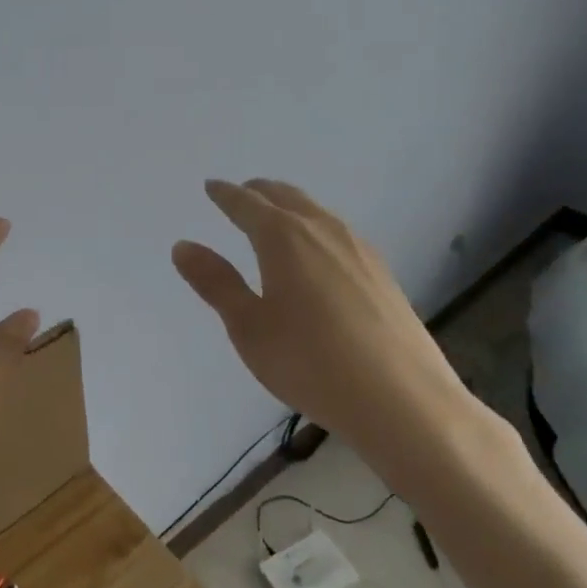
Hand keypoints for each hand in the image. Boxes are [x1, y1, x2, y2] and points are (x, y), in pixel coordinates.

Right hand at [172, 178, 486, 499]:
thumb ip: (216, 283)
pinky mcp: (382, 273)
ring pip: (316, 211)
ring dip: (290, 206)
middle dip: (259, 192)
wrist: (403, 401)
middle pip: (286, 196)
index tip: (211, 186)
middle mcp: (322, 230)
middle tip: (240, 194)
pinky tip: (318, 252)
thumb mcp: (249, 327)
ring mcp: (358, 249)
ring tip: (275, 217)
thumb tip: (183, 245)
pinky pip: (338, 232)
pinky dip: (315, 226)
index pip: (246, 203)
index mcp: (283, 237)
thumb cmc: (310, 363)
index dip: (225, 194)